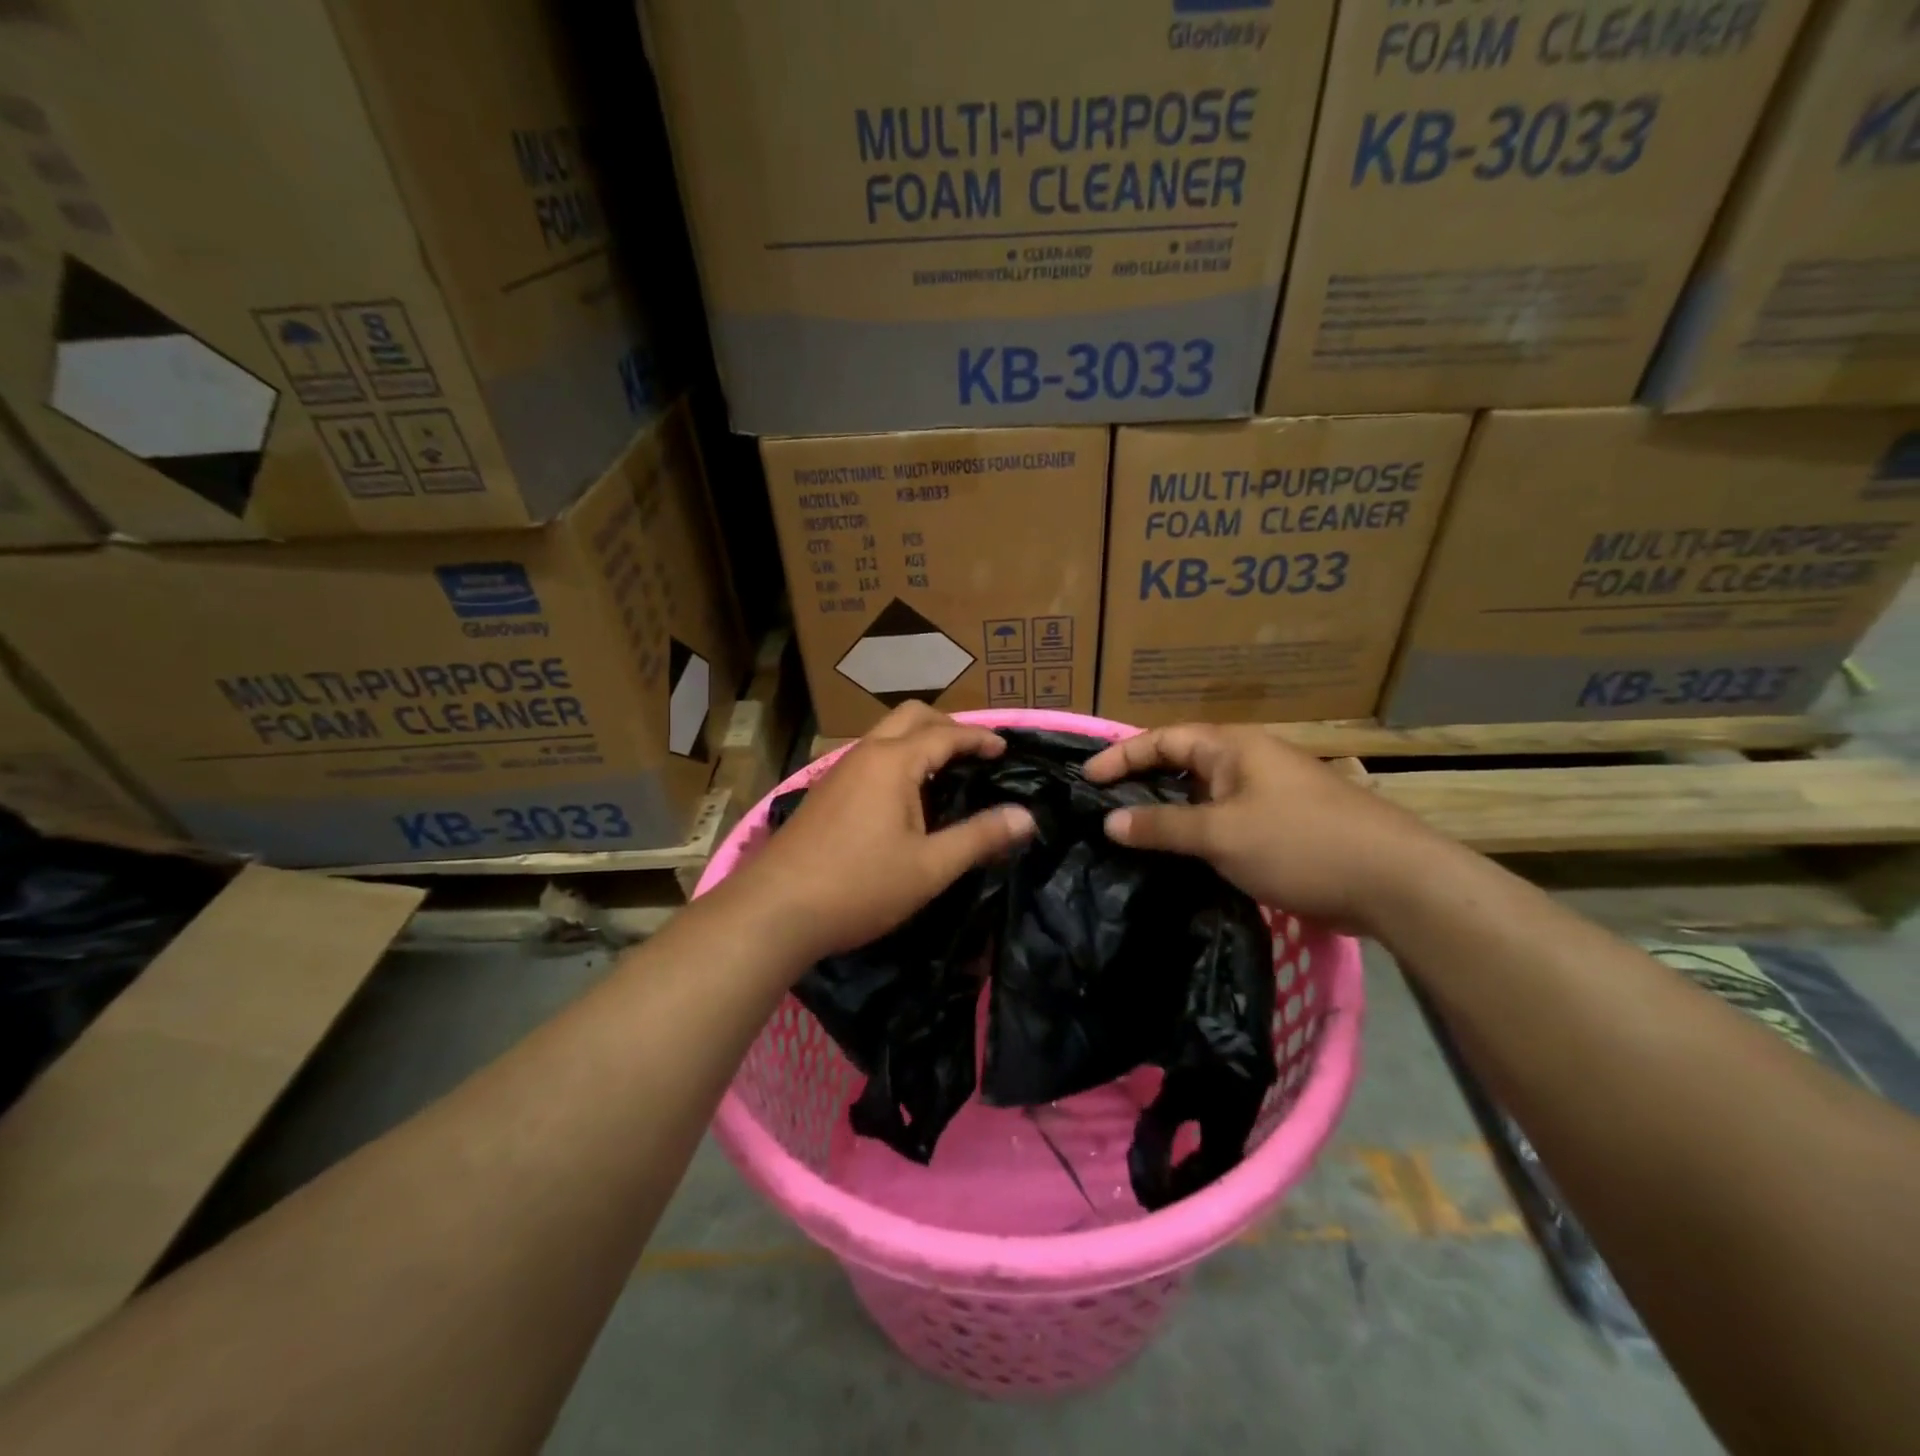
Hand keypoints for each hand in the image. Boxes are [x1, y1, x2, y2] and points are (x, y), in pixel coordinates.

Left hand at [731, 703, 1035, 963]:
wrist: (775, 910)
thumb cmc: (859, 886)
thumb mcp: (930, 867)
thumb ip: (980, 837)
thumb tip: (1026, 817)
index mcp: (893, 762)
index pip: (946, 733)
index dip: (979, 738)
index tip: (1005, 748)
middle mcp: (864, 754)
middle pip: (910, 717)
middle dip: (947, 725)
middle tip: (974, 752)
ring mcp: (838, 771)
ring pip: (885, 736)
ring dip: (918, 740)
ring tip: (944, 771)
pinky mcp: (824, 793)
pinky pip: (869, 757)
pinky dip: (896, 759)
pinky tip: (903, 797)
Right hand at [1081, 723, 1446, 932]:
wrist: (1394, 881)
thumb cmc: (1301, 843)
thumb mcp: (1221, 834)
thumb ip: (1163, 826)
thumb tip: (1110, 822)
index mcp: (1232, 747)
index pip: (1162, 739)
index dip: (1121, 755)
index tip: (1086, 779)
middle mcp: (1246, 762)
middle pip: (1179, 763)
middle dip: (1140, 782)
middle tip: (1101, 808)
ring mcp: (1265, 795)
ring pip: (1201, 796)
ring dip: (1166, 812)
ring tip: (1129, 835)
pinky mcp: (1279, 827)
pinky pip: (1222, 821)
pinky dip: (1194, 833)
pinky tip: (1177, 858)